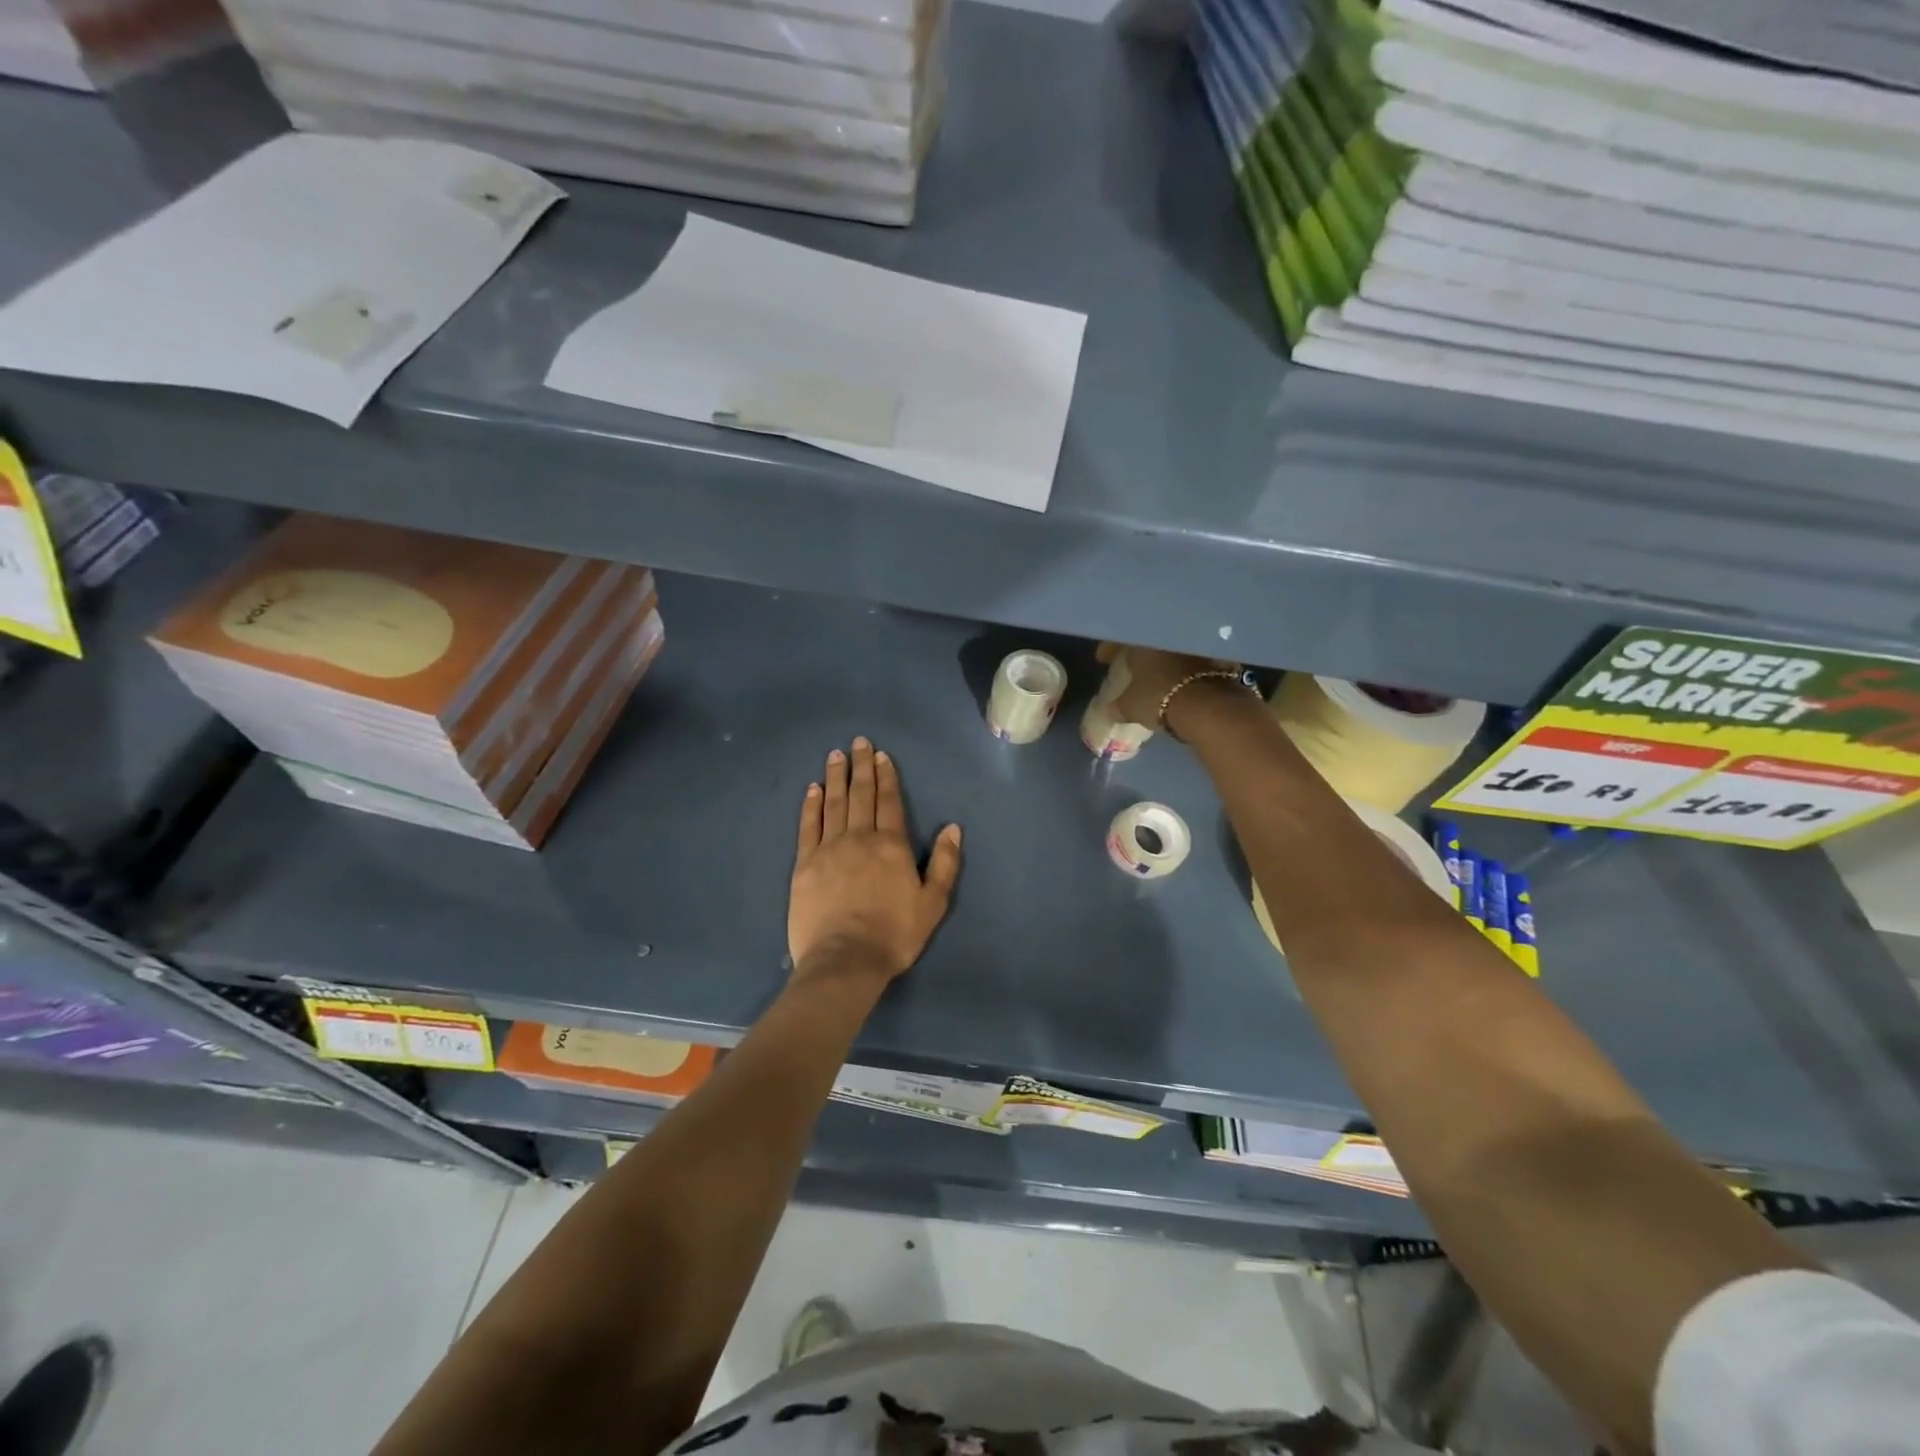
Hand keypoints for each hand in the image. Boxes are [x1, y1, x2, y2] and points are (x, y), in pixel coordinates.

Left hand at [788, 737, 962, 987]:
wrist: (845, 960)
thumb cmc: (894, 934)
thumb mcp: (933, 903)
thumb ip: (945, 863)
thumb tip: (952, 827)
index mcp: (891, 845)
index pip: (889, 802)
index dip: (886, 776)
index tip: (881, 755)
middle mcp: (859, 838)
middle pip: (861, 795)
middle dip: (861, 767)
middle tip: (857, 742)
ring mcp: (829, 849)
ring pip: (833, 804)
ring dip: (835, 778)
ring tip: (835, 756)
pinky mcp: (805, 864)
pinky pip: (808, 826)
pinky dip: (810, 805)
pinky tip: (811, 790)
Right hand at [1102, 643, 1242, 729]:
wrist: (1208, 706)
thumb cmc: (1159, 698)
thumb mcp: (1130, 707)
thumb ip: (1118, 706)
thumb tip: (1109, 709)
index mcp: (1143, 643)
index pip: (1121, 641)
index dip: (1110, 649)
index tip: (1102, 658)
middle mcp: (1170, 637)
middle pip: (1150, 643)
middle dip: (1140, 653)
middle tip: (1132, 665)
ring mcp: (1195, 647)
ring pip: (1174, 650)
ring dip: (1166, 661)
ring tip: (1159, 675)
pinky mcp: (1218, 661)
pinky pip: (1195, 662)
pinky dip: (1187, 671)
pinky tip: (1182, 683)